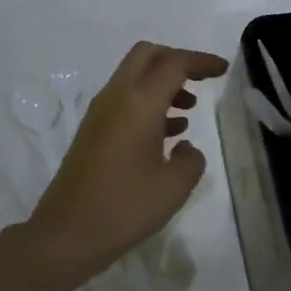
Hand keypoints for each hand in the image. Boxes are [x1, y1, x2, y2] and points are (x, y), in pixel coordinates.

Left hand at [20, 41, 229, 290]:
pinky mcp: (93, 130)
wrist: (66, 234)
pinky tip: (168, 134)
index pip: (174, 63)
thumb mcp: (174, 186)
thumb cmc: (124, 207)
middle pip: (148, 55)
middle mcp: (117, 97)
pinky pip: (125, 100)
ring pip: (135, 77)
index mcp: (139, 102)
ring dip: (163, 83)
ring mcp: (100, 112)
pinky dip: (149, 103)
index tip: (223, 69)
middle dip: (177, 60)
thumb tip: (184, 147)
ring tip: (189, 111)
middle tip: (201, 80)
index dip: (201, 61)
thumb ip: (191, 159)